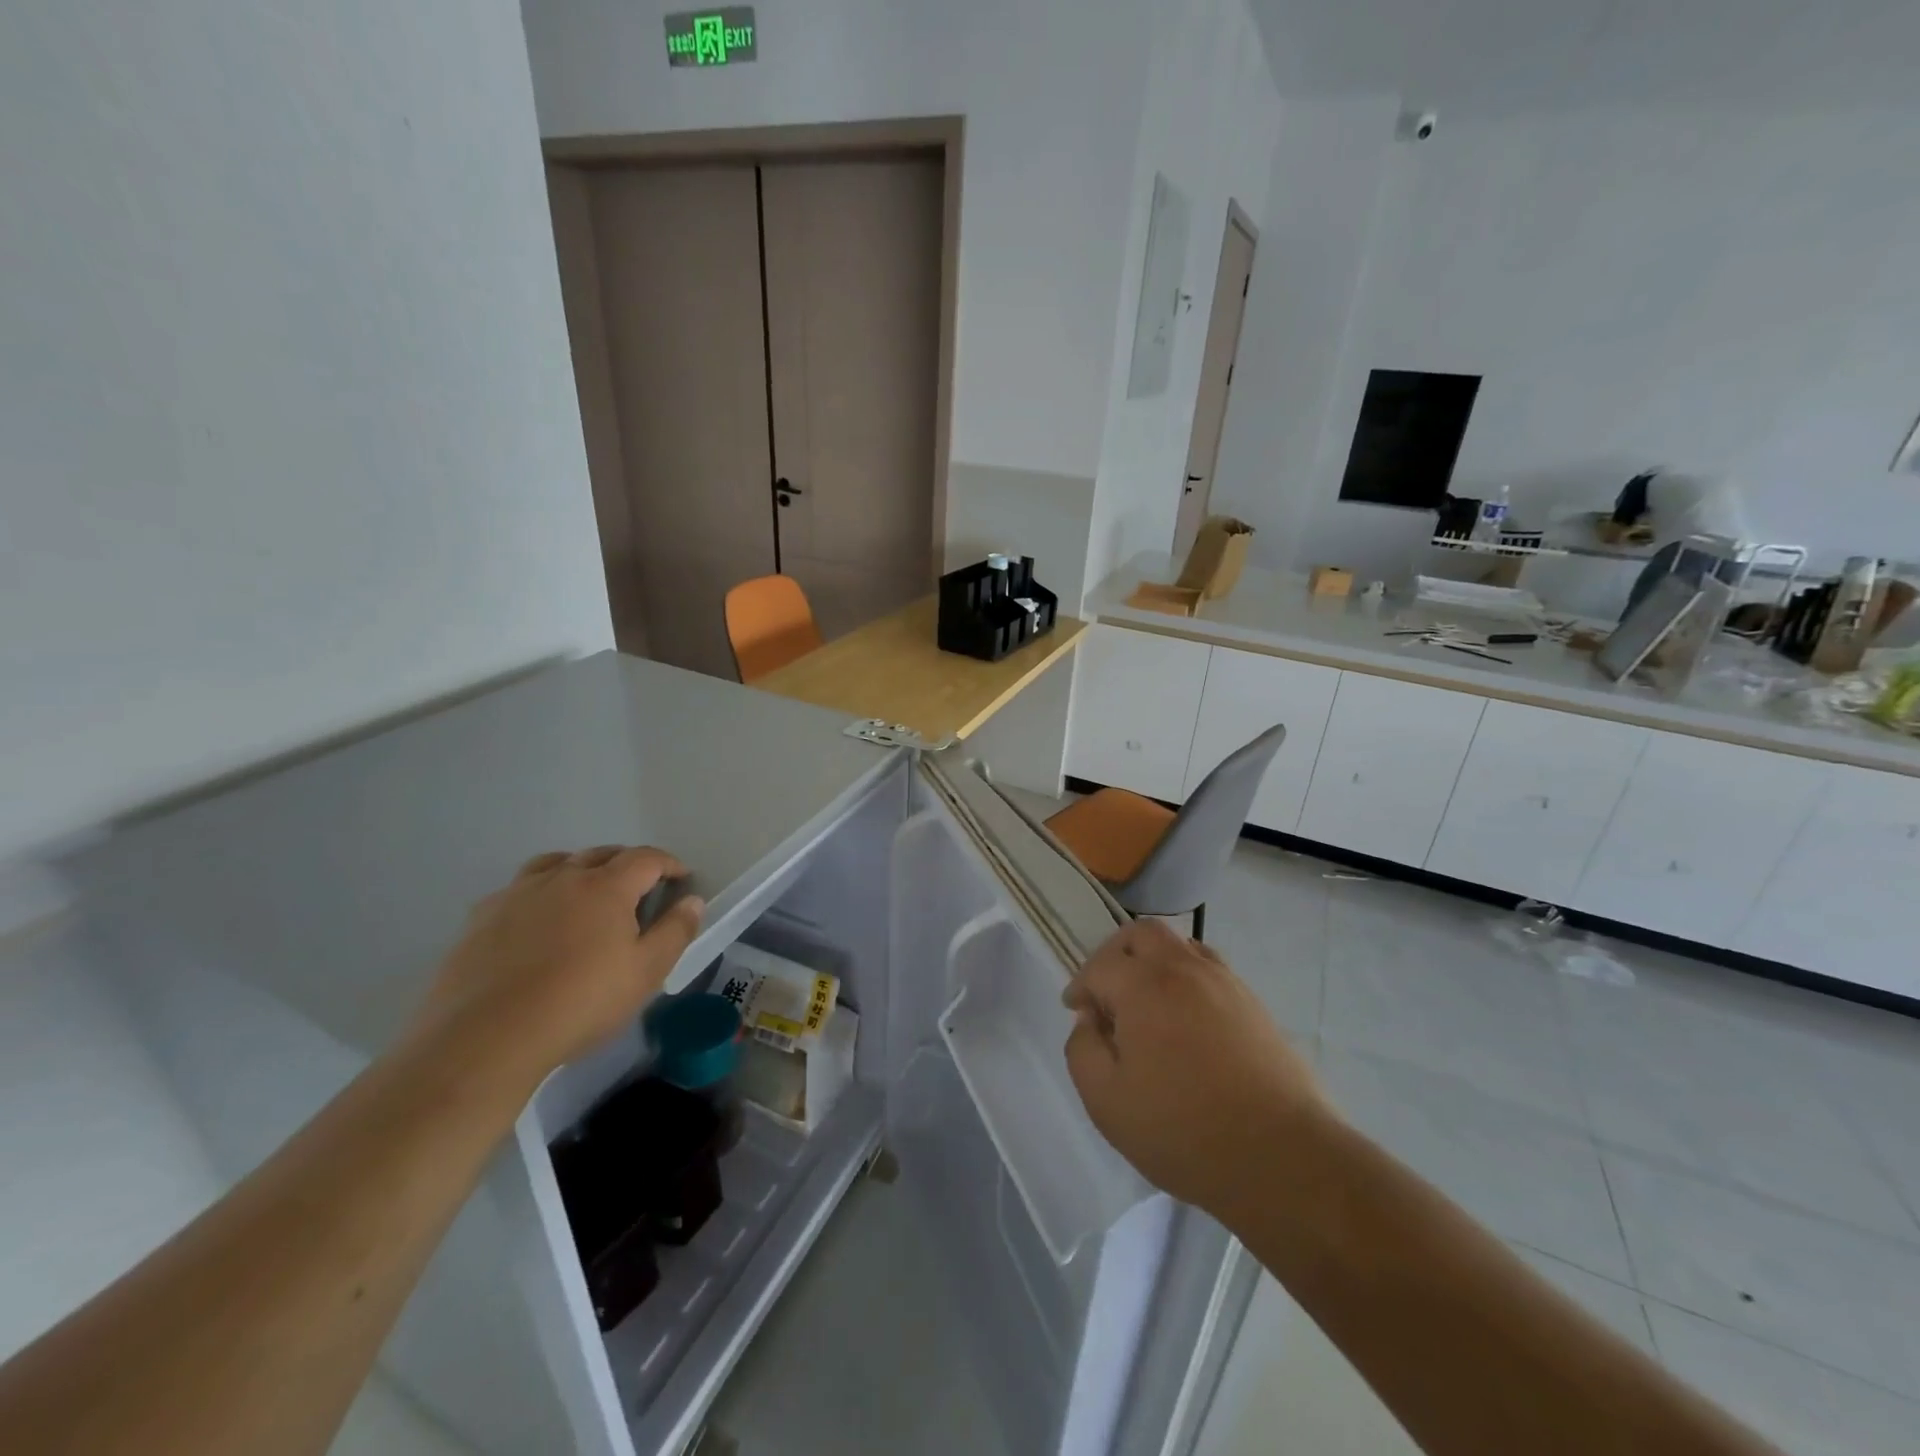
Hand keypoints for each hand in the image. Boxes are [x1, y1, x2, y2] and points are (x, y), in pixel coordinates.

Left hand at [408, 846, 703, 1086]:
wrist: (486, 1038)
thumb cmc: (580, 1003)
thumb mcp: (646, 973)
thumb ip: (675, 932)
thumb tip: (692, 900)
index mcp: (606, 887)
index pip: (646, 858)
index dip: (669, 863)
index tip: (681, 878)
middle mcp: (562, 878)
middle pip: (601, 854)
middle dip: (627, 863)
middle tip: (640, 886)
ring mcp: (517, 894)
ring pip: (555, 863)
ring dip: (580, 868)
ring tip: (586, 891)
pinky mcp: (481, 917)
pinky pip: (518, 889)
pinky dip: (539, 891)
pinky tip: (537, 919)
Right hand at [1063, 918, 1324, 1216]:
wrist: (1281, 1156)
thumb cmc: (1183, 1130)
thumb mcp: (1106, 1101)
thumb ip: (1082, 1050)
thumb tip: (1090, 1021)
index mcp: (1143, 986)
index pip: (1100, 965)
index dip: (1080, 986)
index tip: (1076, 1012)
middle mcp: (1183, 969)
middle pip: (1142, 933)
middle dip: (1115, 954)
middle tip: (1107, 991)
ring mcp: (1224, 982)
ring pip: (1180, 945)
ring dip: (1153, 962)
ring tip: (1147, 1003)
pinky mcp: (1253, 1004)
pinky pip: (1209, 969)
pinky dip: (1186, 978)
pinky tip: (1185, 1019)